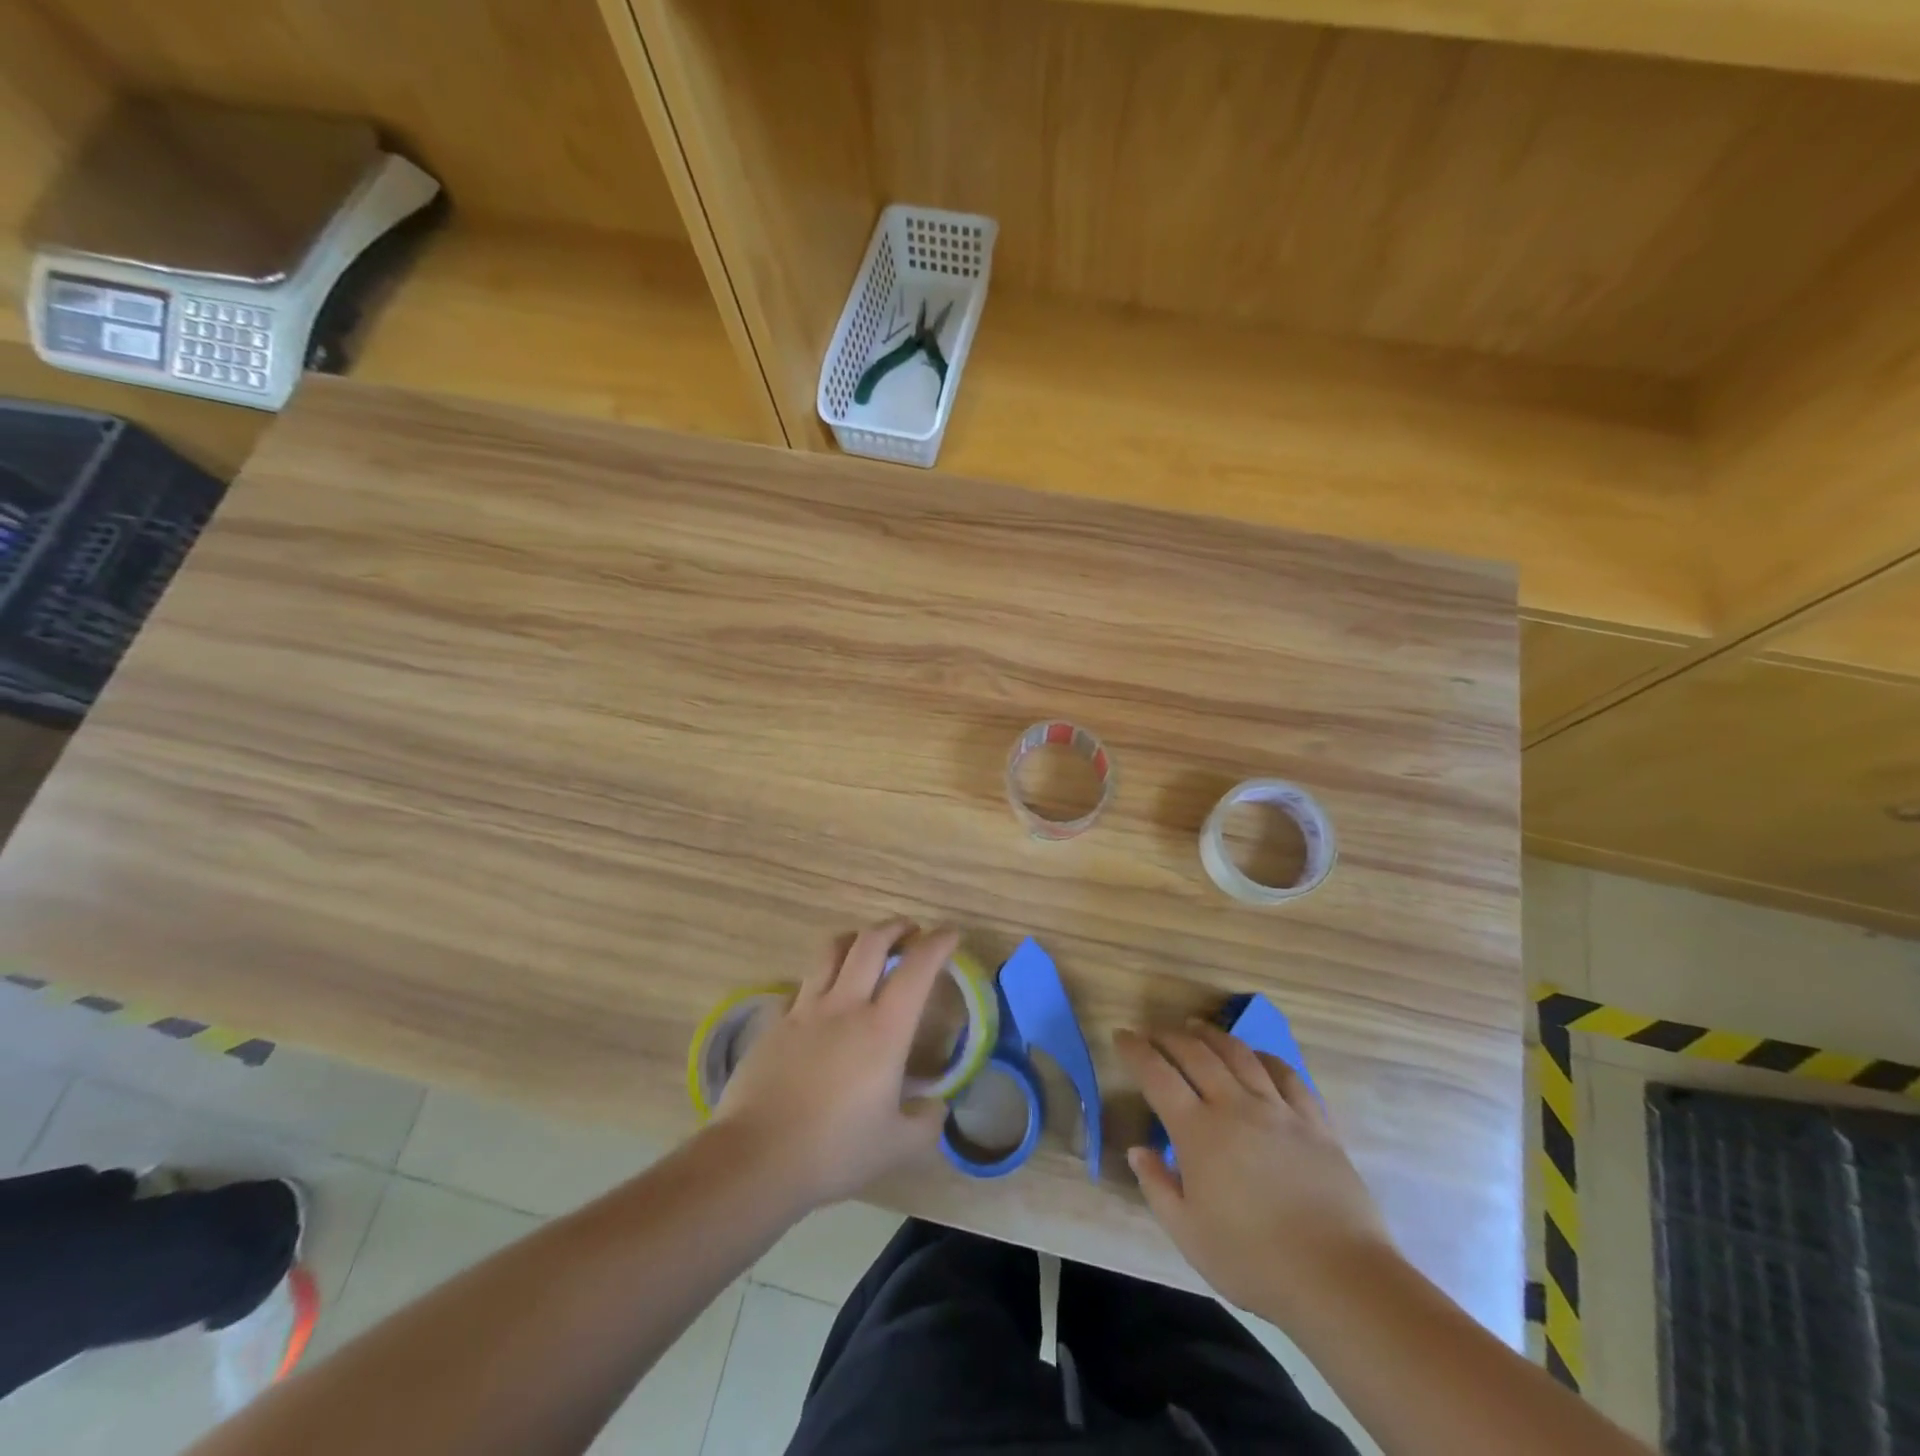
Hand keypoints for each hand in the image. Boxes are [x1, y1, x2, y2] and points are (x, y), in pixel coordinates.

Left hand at [713, 919, 953, 1211]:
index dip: (937, 944)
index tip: (950, 933)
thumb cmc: (833, 1151)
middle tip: (910, 930)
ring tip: (865, 945)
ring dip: (855, 939)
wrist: (755, 1158)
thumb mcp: (896, 1146)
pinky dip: (819, 979)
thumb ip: (925, 1122)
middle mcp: (845, 1006)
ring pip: (831, 951)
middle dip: (895, 927)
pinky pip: (800, 986)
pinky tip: (821, 998)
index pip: (917, 968)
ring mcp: (804, 1010)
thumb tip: (935, 1106)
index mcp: (883, 1029)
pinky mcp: (774, 1023)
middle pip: (870, 942)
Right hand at [1116, 1022, 1395, 1319]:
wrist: (1339, 1278)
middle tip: (1153, 1031)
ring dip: (1212, 1035)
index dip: (1136, 1051)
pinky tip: (1257, 1055)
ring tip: (1196, 1028)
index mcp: (1198, 1132)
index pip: (1157, 1076)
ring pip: (1240, 1054)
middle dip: (1169, 1036)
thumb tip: (1138, 1150)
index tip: (1122, 1036)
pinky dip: (1265, 1057)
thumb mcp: (1188, 1235)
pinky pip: (1287, 1075)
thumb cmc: (1254, 1261)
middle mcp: (1235, 1106)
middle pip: (1196, 1054)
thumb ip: (1157, 1187)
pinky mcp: (1315, 1122)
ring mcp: (1278, 1110)